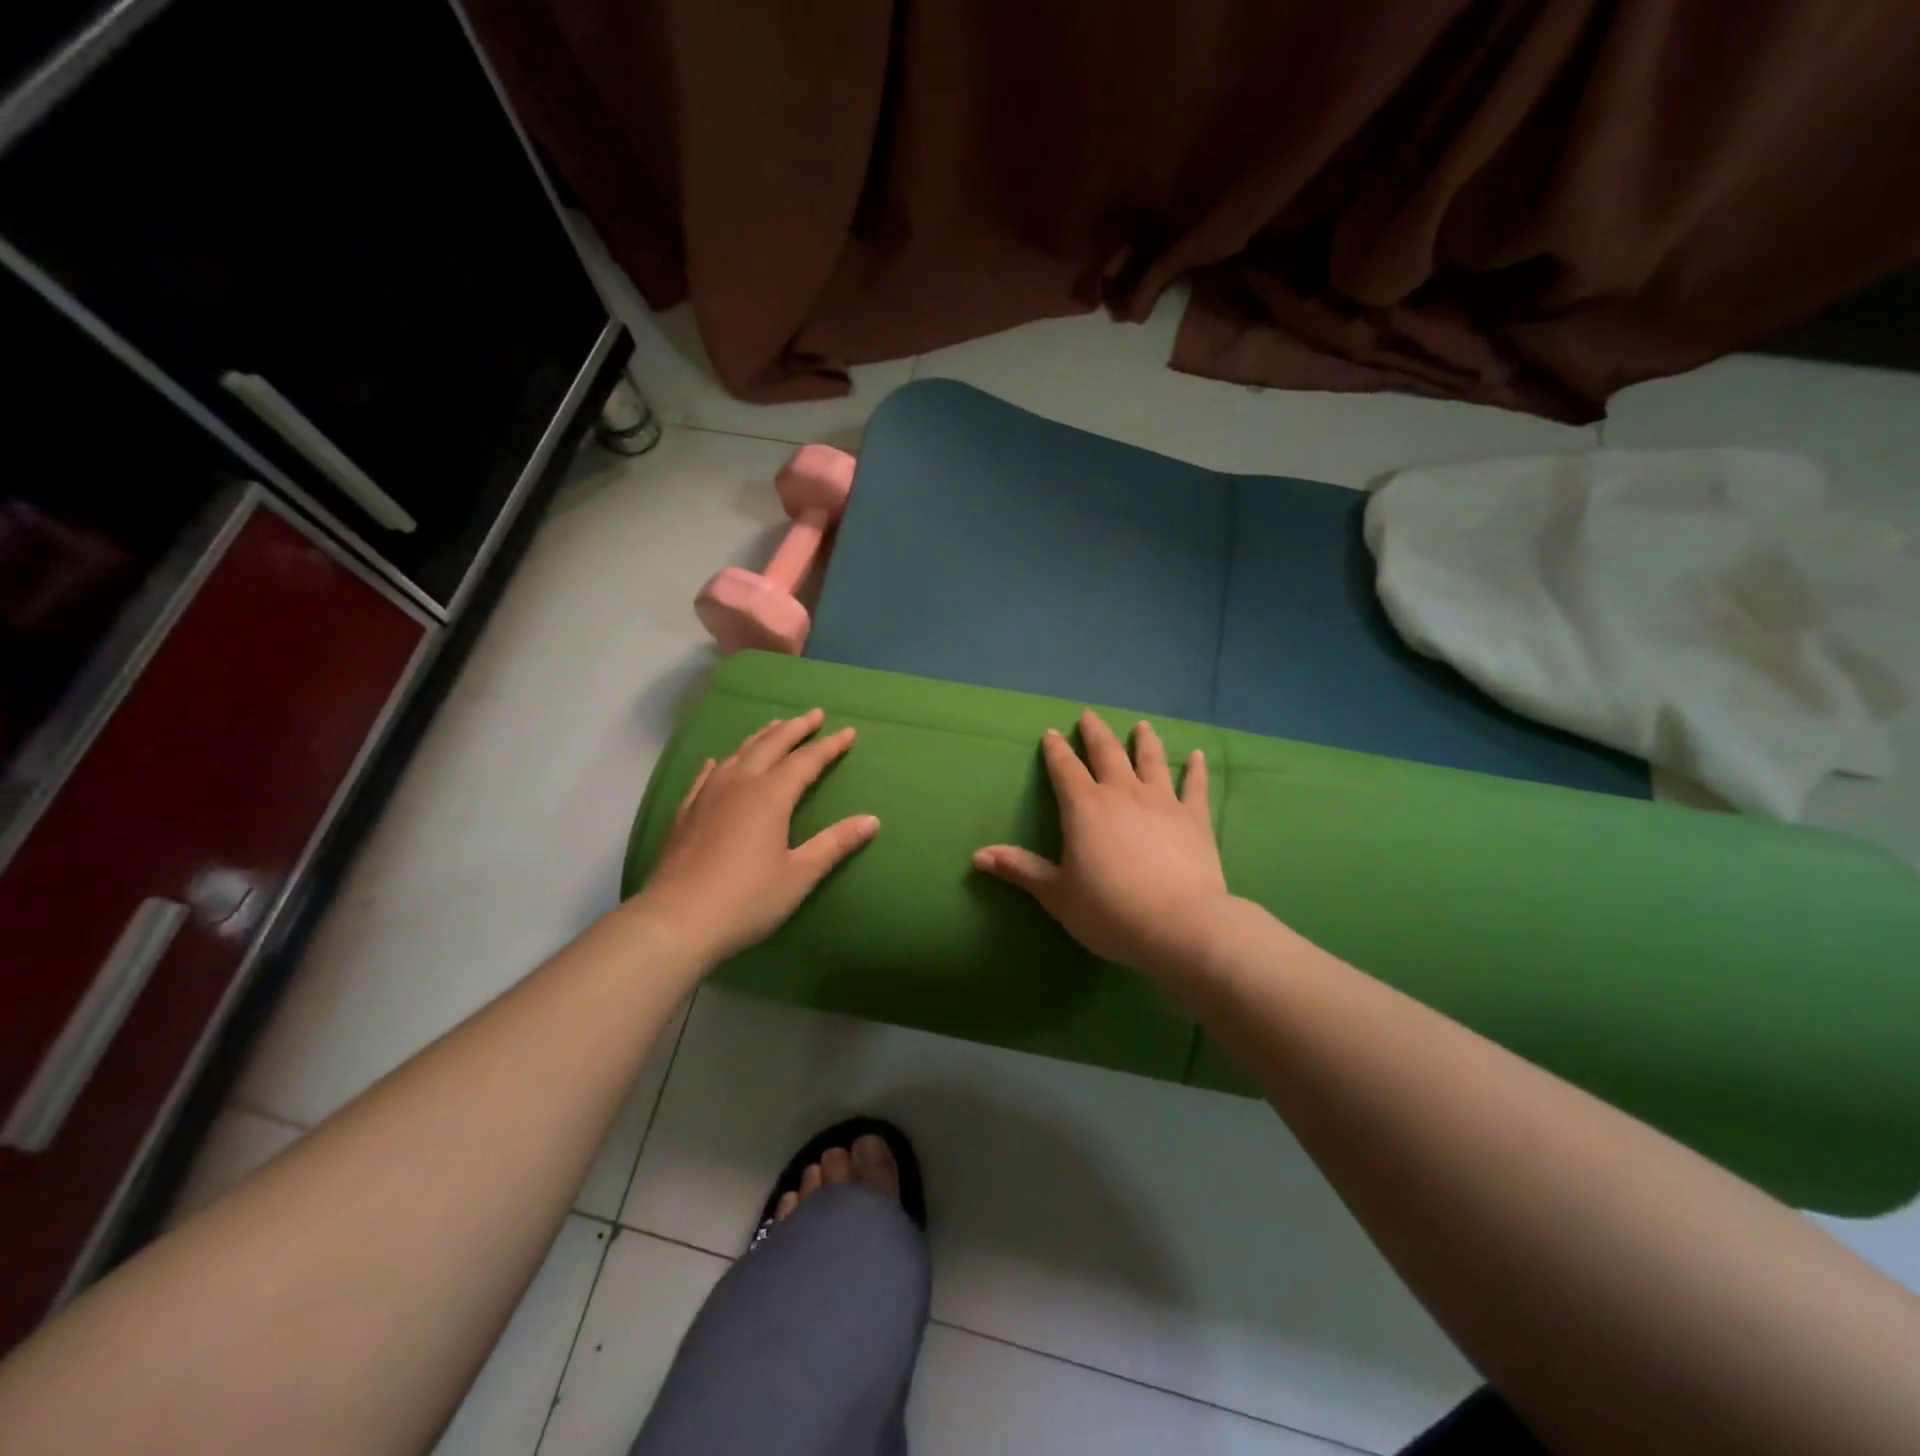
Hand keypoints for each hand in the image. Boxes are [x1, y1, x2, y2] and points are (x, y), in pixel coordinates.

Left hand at [634, 709, 877, 964]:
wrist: (675, 921)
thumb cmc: (746, 899)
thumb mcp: (799, 875)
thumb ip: (835, 844)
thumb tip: (872, 820)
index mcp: (771, 796)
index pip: (806, 761)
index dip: (829, 746)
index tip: (848, 732)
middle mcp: (739, 785)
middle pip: (771, 746)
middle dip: (795, 728)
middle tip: (813, 714)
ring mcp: (707, 796)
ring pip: (738, 754)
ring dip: (760, 738)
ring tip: (774, 727)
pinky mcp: (686, 813)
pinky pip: (705, 776)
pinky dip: (719, 763)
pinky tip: (717, 762)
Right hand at [972, 712, 1233, 982]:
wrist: (1178, 925)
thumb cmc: (1109, 911)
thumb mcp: (1056, 894)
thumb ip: (1020, 869)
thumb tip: (977, 855)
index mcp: (1084, 807)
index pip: (1065, 769)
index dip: (1056, 750)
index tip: (1051, 733)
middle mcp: (1121, 793)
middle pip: (1106, 753)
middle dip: (1095, 732)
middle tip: (1089, 715)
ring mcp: (1162, 801)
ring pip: (1151, 760)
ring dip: (1144, 741)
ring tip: (1141, 726)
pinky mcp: (1195, 818)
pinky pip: (1195, 786)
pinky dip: (1196, 769)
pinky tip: (1198, 756)